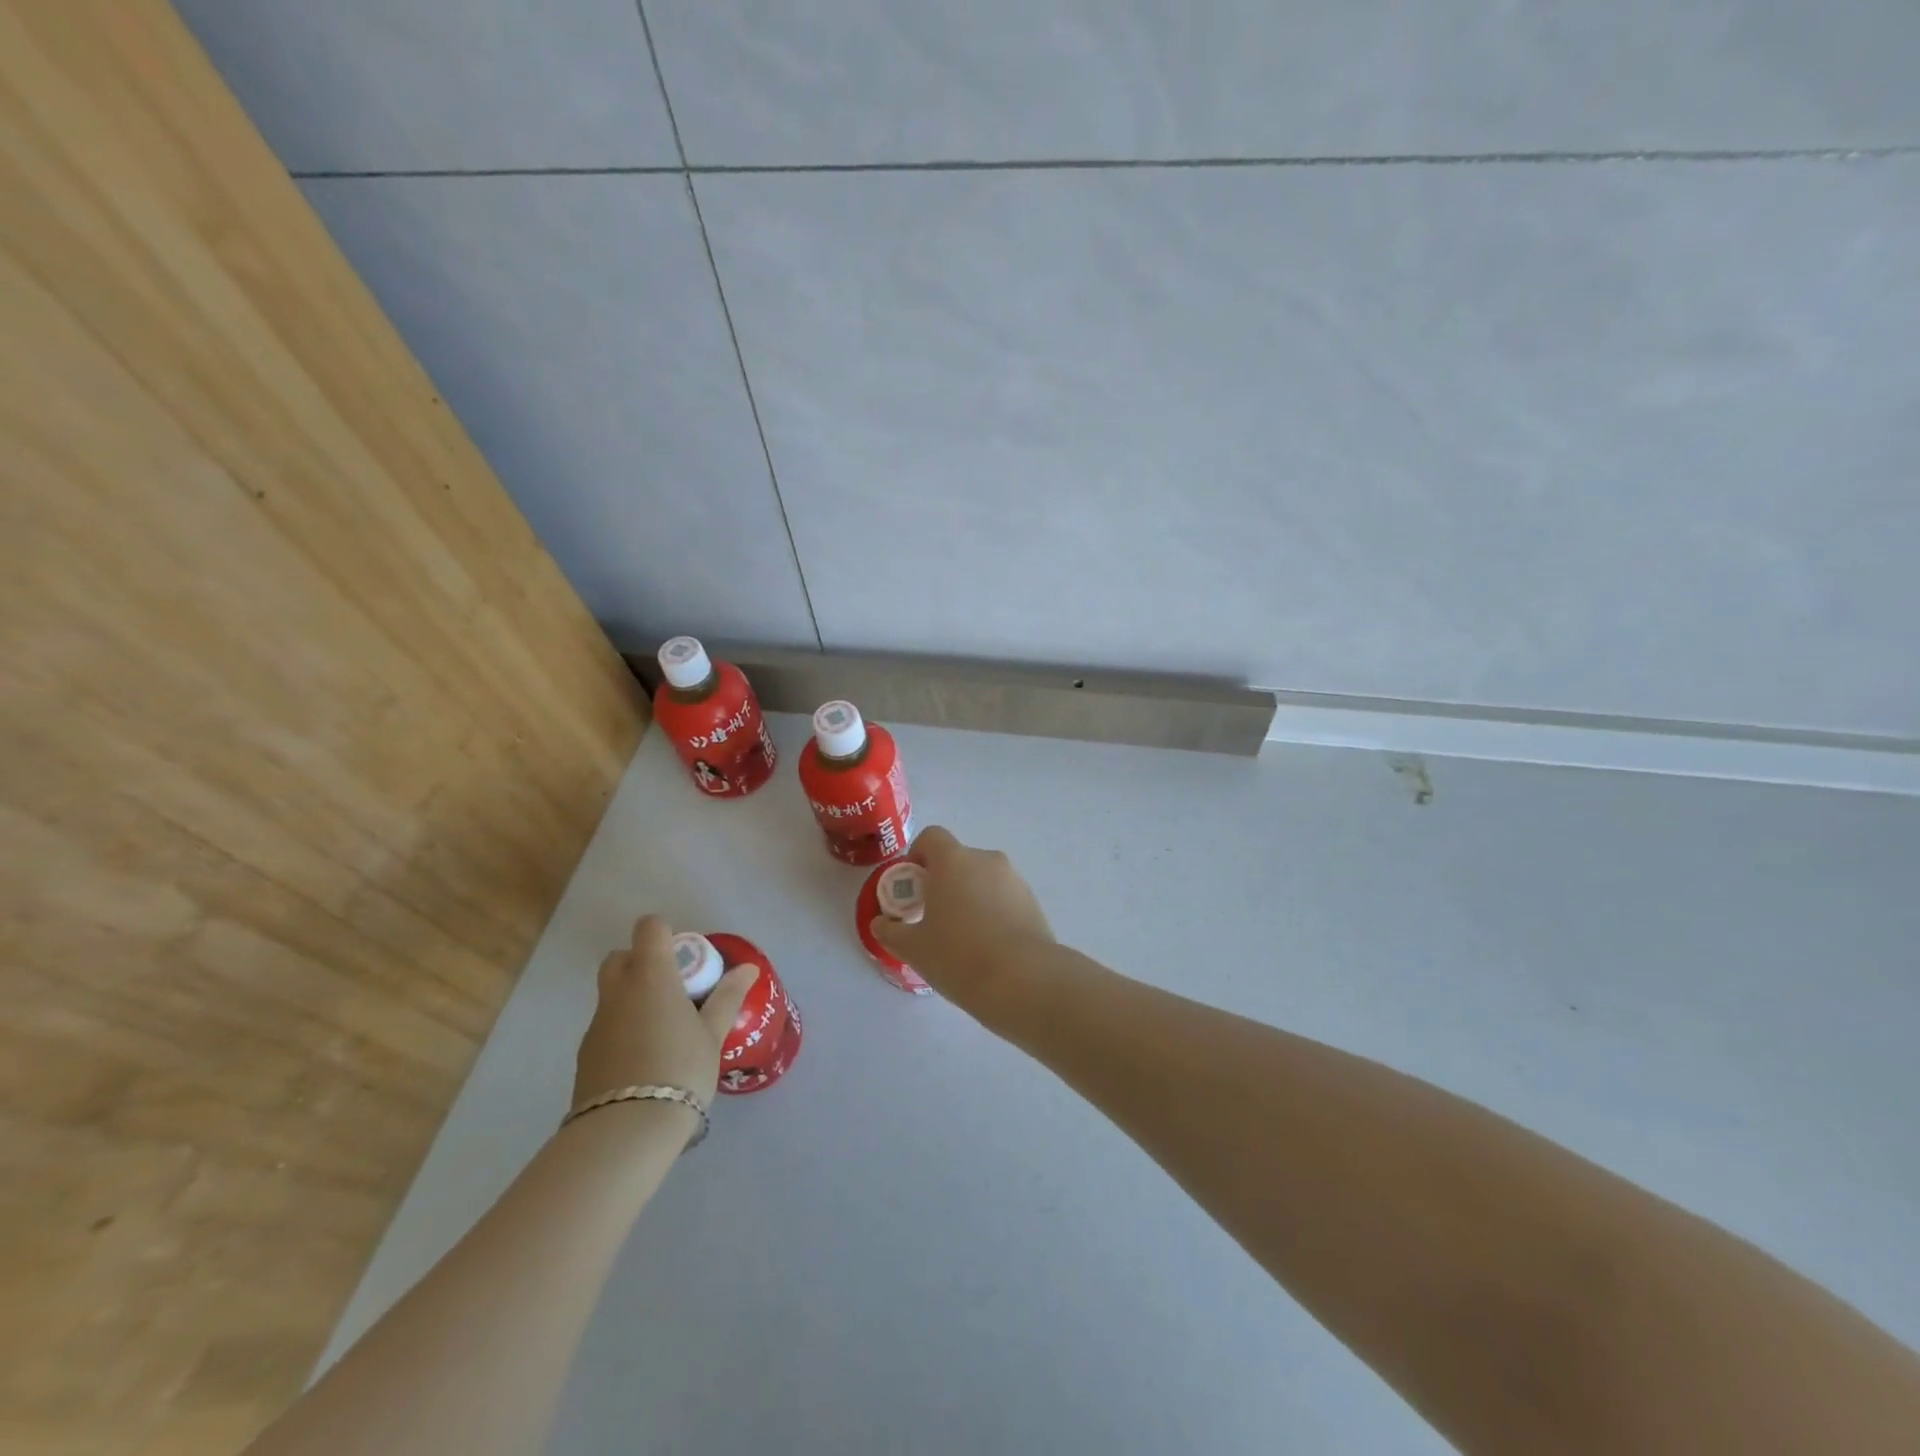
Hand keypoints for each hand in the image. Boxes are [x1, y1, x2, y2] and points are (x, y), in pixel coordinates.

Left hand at [572, 915, 757, 1113]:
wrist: (626, 1130)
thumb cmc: (680, 1069)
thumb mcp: (713, 1033)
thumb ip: (728, 996)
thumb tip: (748, 967)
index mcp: (651, 975)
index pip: (649, 928)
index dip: (666, 934)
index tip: (686, 960)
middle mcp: (618, 991)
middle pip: (621, 957)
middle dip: (643, 963)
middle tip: (674, 989)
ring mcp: (597, 1023)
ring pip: (612, 993)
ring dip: (634, 998)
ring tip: (664, 1031)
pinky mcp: (586, 1053)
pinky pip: (607, 1025)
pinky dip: (624, 1029)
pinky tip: (645, 1059)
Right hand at [869, 826, 1055, 1015]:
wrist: (1024, 980)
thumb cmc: (959, 956)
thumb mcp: (913, 948)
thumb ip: (891, 931)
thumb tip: (881, 923)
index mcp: (954, 860)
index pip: (932, 837)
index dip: (918, 855)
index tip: (913, 887)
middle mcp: (986, 860)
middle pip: (958, 860)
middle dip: (943, 882)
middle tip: (933, 918)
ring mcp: (1014, 880)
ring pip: (982, 880)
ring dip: (969, 898)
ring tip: (962, 939)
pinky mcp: (1033, 903)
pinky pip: (1003, 898)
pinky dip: (992, 913)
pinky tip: (988, 948)